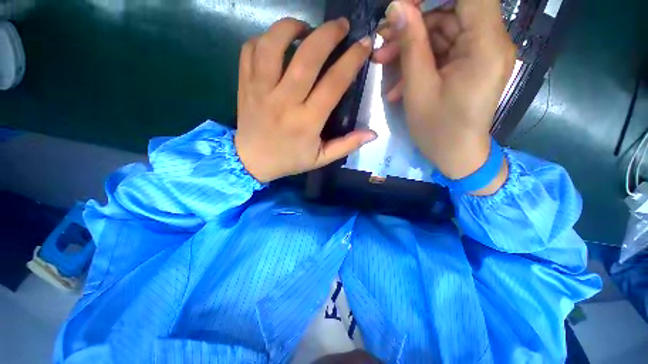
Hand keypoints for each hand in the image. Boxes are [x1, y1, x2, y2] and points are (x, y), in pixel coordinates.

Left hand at [235, 18, 376, 182]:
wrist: (252, 161)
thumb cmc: (289, 160)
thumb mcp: (321, 159)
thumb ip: (346, 145)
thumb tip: (373, 133)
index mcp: (307, 121)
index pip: (333, 84)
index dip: (351, 60)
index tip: (364, 44)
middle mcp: (284, 101)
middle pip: (306, 57)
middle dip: (328, 34)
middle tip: (341, 25)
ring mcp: (261, 90)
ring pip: (273, 45)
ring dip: (291, 27)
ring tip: (305, 28)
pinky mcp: (245, 85)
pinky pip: (249, 50)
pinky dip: (263, 38)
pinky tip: (276, 43)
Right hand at [374, 0, 516, 193]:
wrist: (456, 156)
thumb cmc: (437, 129)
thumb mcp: (418, 89)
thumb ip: (411, 45)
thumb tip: (397, 7)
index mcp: (485, 45)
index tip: (406, 6)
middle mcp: (491, 42)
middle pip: (451, 13)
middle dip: (414, 26)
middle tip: (382, 44)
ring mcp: (481, 54)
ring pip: (444, 33)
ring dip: (412, 47)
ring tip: (384, 63)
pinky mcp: (471, 65)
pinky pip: (445, 52)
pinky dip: (422, 62)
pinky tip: (400, 82)